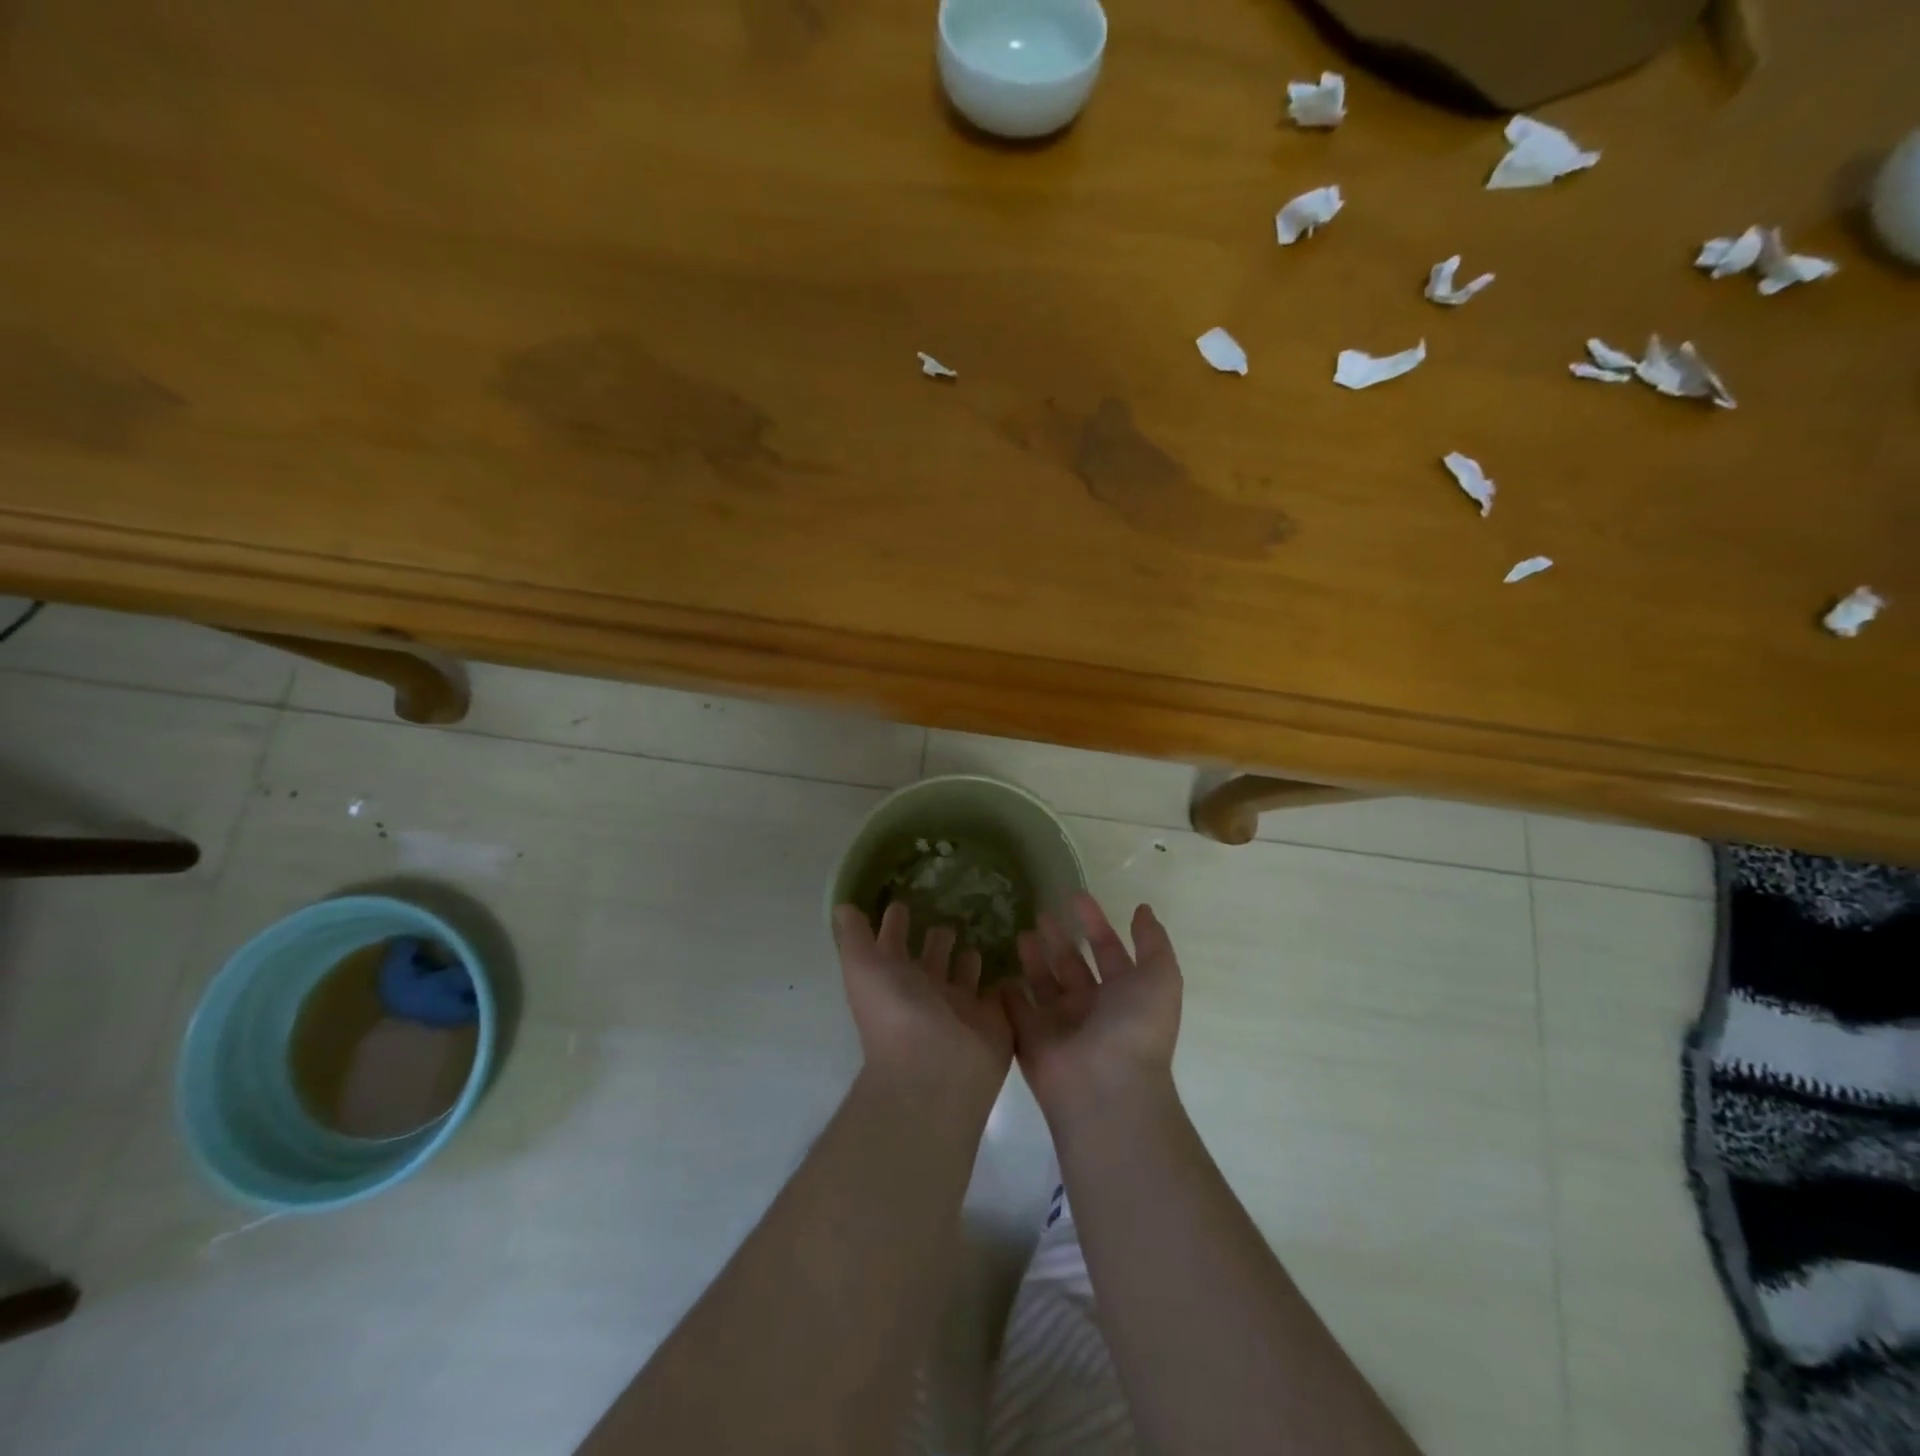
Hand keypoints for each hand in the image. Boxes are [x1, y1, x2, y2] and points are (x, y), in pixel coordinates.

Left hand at [833, 901, 1012, 1110]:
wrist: (936, 1070)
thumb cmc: (895, 1013)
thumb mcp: (863, 966)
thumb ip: (854, 936)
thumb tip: (842, 907)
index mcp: (895, 980)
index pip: (893, 946)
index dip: (894, 924)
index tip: (901, 902)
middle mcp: (926, 993)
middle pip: (932, 959)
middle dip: (938, 939)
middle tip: (949, 915)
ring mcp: (960, 1008)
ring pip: (965, 975)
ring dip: (969, 958)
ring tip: (978, 935)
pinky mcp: (993, 1020)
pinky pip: (1000, 993)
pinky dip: (1004, 979)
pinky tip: (1012, 960)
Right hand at [1005, 893, 1182, 1124]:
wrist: (1105, 1087)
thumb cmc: (1135, 1027)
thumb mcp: (1160, 976)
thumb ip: (1152, 941)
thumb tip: (1143, 909)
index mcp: (1124, 994)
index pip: (1108, 951)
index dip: (1095, 923)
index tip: (1075, 896)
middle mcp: (1092, 1009)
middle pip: (1072, 966)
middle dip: (1059, 940)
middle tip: (1040, 914)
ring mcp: (1061, 1026)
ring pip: (1044, 985)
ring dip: (1034, 960)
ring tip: (1021, 934)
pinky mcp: (1030, 1041)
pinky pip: (1017, 1011)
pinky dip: (1008, 993)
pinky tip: (999, 971)